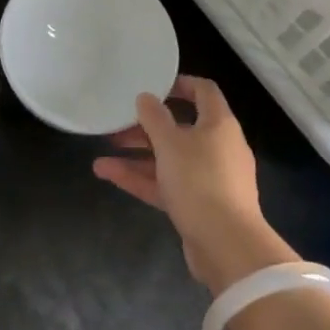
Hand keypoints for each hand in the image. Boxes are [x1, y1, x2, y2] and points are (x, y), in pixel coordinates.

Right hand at [94, 75, 296, 295]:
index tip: (152, 86)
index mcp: (219, 124)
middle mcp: (218, 147)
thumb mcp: (171, 143)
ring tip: (103, 153)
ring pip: (170, 159)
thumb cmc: (200, 181)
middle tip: (118, 124)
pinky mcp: (198, 205)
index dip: (179, 84)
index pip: (204, 91)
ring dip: (138, 155)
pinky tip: (108, 174)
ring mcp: (209, 178)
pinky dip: (141, 178)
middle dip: (147, 126)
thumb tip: (146, 97)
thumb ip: (155, 118)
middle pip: (180, 127)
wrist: (227, 245)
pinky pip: (167, 184)